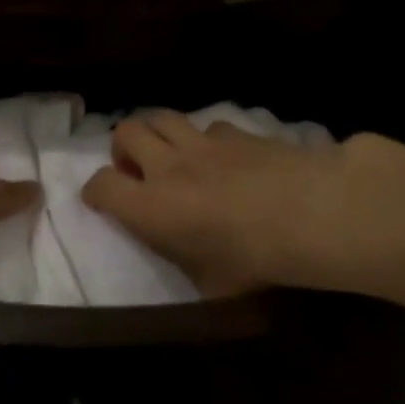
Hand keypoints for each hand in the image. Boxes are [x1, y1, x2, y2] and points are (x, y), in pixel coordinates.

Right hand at [82, 113, 382, 296]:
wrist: (309, 214)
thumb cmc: (253, 260)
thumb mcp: (213, 286)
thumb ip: (188, 266)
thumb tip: (191, 265)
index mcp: (151, 207)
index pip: (102, 185)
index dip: (96, 192)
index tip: (101, 201)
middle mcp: (167, 166)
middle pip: (126, 132)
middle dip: (123, 148)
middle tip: (138, 169)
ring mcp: (202, 143)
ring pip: (162, 116)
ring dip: (158, 133)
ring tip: (171, 153)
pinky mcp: (236, 132)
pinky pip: (208, 125)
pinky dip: (205, 138)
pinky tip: (223, 156)